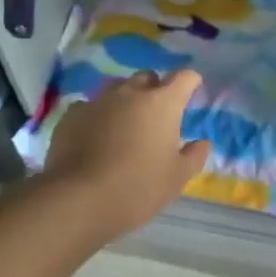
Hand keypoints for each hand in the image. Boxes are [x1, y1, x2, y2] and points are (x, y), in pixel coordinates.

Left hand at [40, 70, 212, 236]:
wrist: (79, 199)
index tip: (192, 90)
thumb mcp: (177, 178)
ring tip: (124, 125)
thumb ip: (194, 156)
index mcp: (162, 103)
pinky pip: (90, 106)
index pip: (184, 77)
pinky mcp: (73, 114)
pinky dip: (97, 116)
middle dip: (155, 89)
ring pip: (117, 89)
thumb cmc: (138, 187)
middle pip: (147, 77)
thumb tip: (202, 142)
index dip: (190, 82)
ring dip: (125, 100)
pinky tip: (94, 136)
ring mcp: (99, 100)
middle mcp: (131, 93)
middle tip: (156, 115)